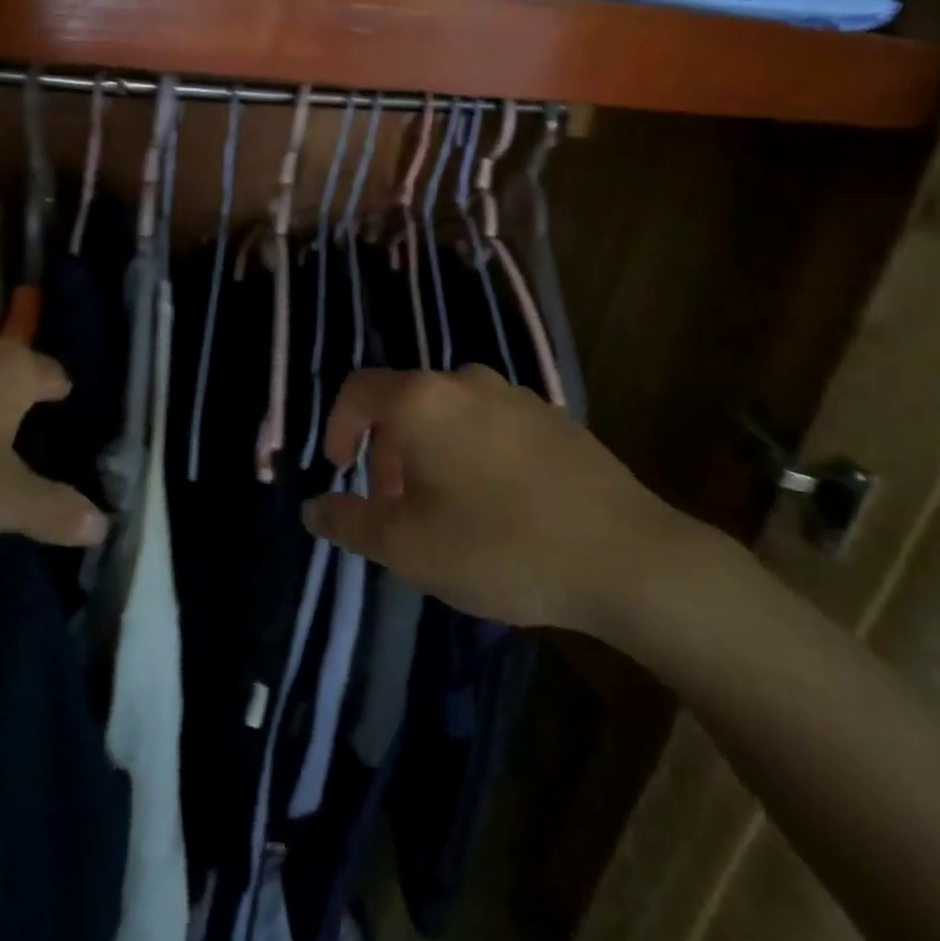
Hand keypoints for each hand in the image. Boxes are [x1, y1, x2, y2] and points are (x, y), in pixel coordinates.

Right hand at [307, 366, 697, 636]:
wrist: (628, 558)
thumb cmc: (500, 546)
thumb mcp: (408, 547)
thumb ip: (349, 522)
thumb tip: (311, 509)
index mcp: (424, 400)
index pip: (359, 390)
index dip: (339, 427)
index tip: (343, 471)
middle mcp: (468, 382)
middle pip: (406, 403)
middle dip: (387, 452)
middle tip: (393, 506)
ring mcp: (518, 396)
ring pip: (450, 414)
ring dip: (430, 453)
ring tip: (443, 509)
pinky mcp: (556, 418)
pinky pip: (492, 425)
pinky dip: (472, 452)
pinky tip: (496, 505)